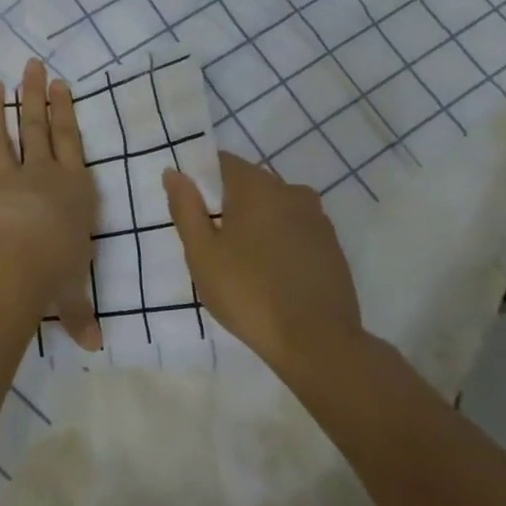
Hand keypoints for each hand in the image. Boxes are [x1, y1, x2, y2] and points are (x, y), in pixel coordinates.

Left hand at [0, 59, 100, 349]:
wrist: (20, 259)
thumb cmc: (57, 268)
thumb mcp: (73, 291)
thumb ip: (79, 313)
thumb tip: (93, 347)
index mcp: (72, 187)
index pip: (70, 141)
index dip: (64, 110)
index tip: (59, 83)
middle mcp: (41, 175)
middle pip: (37, 126)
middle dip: (34, 94)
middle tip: (30, 64)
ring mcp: (5, 179)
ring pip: (0, 136)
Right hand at [162, 151, 363, 375]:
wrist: (318, 343)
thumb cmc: (248, 293)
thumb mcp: (202, 253)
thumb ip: (185, 208)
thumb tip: (173, 172)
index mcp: (257, 187)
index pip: (223, 162)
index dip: (202, 179)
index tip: (192, 208)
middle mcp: (291, 192)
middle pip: (251, 183)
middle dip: (229, 202)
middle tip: (212, 240)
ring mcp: (317, 219)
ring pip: (276, 206)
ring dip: (257, 221)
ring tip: (242, 258)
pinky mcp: (332, 247)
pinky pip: (296, 229)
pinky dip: (280, 239)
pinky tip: (271, 271)